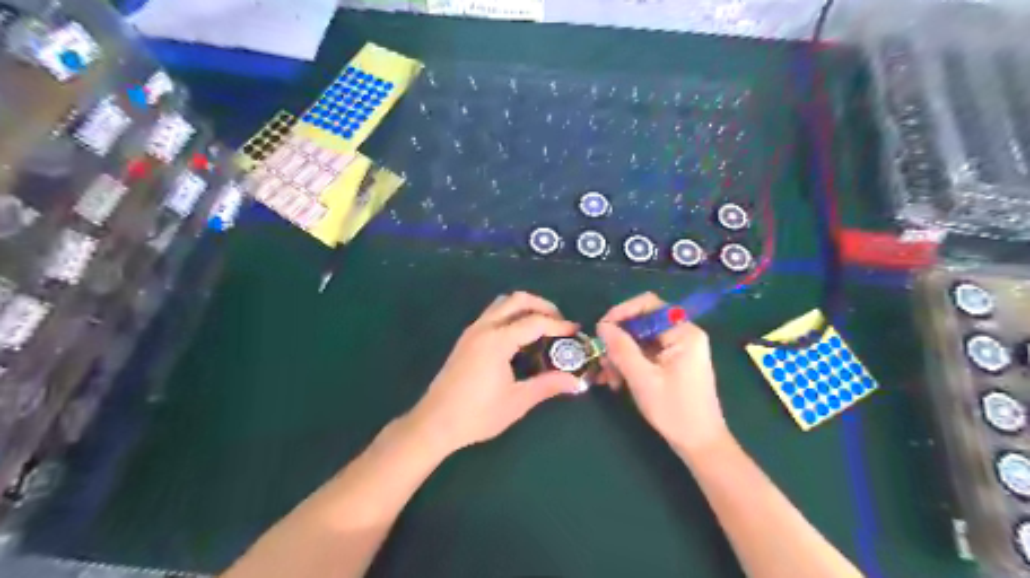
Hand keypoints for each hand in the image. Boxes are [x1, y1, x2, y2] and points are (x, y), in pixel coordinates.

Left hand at [406, 294, 581, 455]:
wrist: (435, 422)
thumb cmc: (477, 414)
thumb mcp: (517, 401)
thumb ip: (548, 385)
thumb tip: (576, 382)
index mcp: (497, 340)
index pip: (534, 322)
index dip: (558, 325)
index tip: (575, 331)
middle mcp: (484, 328)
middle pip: (517, 300)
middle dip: (542, 306)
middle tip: (559, 323)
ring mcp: (472, 331)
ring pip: (502, 304)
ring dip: (525, 308)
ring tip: (542, 327)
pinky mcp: (466, 339)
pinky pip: (493, 315)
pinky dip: (511, 315)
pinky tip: (520, 338)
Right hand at [597, 293, 730, 455]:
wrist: (700, 445)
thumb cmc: (674, 411)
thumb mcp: (642, 378)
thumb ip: (621, 348)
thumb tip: (602, 325)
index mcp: (683, 332)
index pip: (648, 305)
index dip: (622, 312)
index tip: (601, 330)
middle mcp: (683, 334)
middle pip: (641, 323)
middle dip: (618, 341)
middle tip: (603, 362)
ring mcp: (678, 349)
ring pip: (639, 340)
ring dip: (621, 356)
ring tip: (609, 379)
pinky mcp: (673, 363)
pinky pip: (645, 354)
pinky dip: (629, 364)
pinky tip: (617, 382)